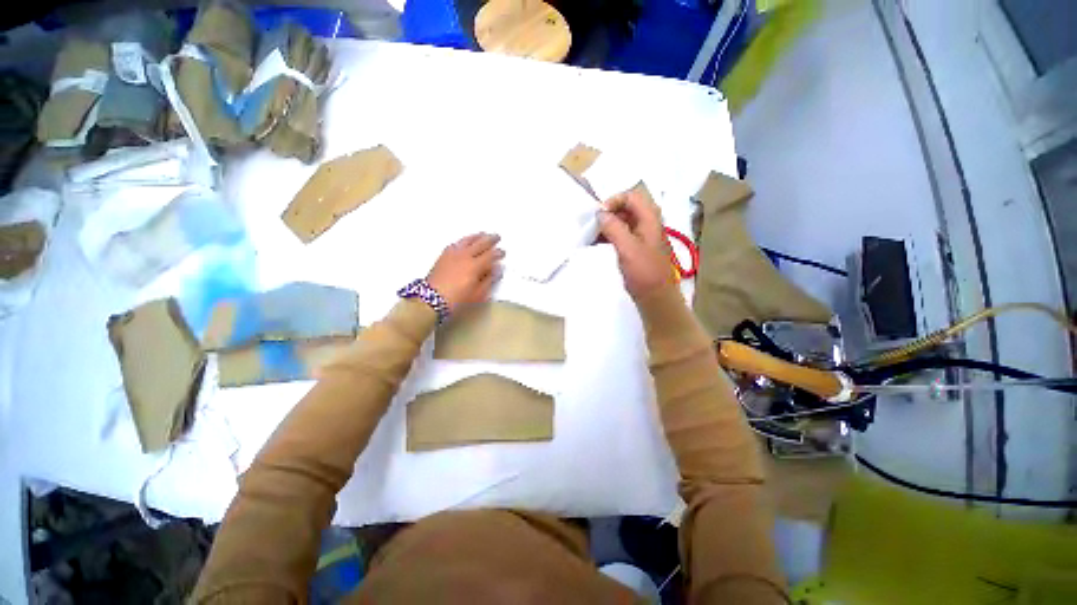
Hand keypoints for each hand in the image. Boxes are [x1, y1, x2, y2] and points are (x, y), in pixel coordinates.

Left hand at [427, 233, 504, 311]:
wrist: (431, 299)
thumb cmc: (458, 299)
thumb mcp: (478, 294)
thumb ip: (489, 280)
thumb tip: (498, 268)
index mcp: (475, 266)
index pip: (490, 255)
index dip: (498, 253)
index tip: (503, 252)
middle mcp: (465, 256)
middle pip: (480, 244)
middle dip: (490, 240)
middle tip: (497, 237)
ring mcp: (453, 254)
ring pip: (467, 240)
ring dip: (477, 236)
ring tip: (483, 234)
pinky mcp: (444, 255)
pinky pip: (456, 243)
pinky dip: (464, 240)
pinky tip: (465, 241)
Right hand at [598, 190, 672, 297]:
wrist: (656, 297)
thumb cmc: (644, 272)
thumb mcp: (628, 248)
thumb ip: (614, 227)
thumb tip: (600, 213)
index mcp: (650, 218)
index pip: (631, 196)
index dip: (613, 201)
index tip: (598, 215)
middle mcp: (648, 222)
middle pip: (626, 208)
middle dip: (608, 214)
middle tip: (592, 226)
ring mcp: (642, 235)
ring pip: (622, 221)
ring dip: (606, 226)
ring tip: (591, 236)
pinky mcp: (637, 247)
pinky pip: (621, 234)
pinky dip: (609, 236)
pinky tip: (597, 244)